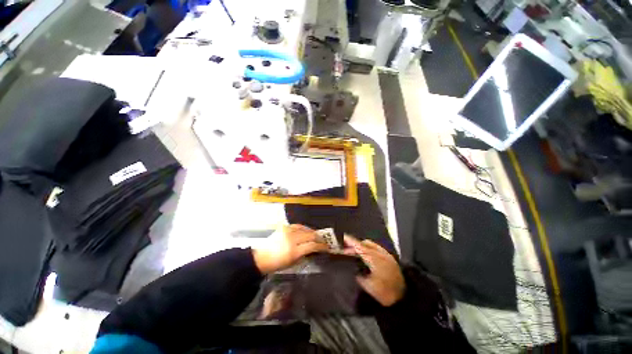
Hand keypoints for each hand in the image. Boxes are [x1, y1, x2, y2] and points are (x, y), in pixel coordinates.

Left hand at [252, 224, 328, 273]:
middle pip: (310, 235)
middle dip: (319, 238)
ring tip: (316, 236)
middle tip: (323, 241)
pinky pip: (298, 225)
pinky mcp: (284, 227)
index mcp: (294, 251)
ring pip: (305, 228)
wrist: (262, 257)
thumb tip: (314, 249)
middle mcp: (292, 239)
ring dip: (313, 232)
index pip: (312, 246)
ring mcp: (288, 231)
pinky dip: (304, 228)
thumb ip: (305, 255)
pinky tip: (307, 231)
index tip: (327, 248)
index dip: (321, 246)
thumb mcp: (293, 263)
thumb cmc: (277, 264)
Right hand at [343, 235, 405, 306]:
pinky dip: (368, 248)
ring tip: (355, 252)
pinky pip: (376, 248)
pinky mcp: (389, 257)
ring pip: (371, 244)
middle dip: (355, 244)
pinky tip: (366, 255)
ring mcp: (386, 254)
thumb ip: (359, 276)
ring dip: (362, 246)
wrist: (404, 297)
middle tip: (347, 250)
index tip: (344, 237)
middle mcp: (381, 254)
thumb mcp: (369, 287)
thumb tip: (354, 270)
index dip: (352, 242)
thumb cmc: (385, 292)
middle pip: (365, 243)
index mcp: (375, 260)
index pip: (360, 247)